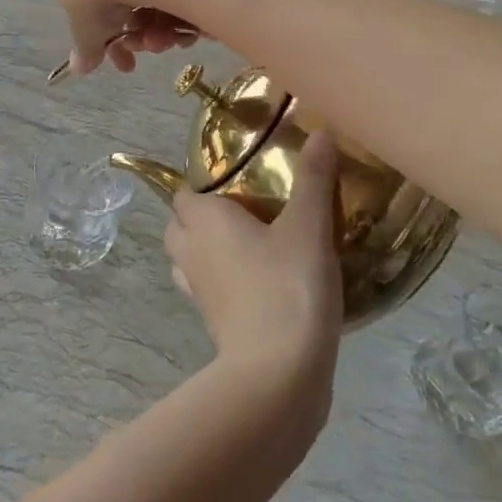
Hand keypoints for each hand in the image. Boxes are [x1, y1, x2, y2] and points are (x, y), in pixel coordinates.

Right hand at [48, 0, 218, 75]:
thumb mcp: (86, 30)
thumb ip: (85, 49)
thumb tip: (79, 69)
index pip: (91, 7)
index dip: (108, 39)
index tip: (124, 60)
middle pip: (125, 0)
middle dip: (138, 35)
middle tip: (149, 50)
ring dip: (159, 27)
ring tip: (167, 40)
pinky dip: (179, 5)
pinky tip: (186, 24)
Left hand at [166, 133, 343, 371]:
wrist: (279, 371)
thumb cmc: (288, 285)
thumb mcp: (309, 227)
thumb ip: (314, 179)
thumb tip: (321, 130)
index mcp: (204, 219)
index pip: (184, 193)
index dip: (204, 187)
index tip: (239, 184)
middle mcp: (190, 250)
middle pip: (179, 225)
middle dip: (201, 217)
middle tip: (246, 214)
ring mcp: (196, 290)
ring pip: (187, 259)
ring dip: (207, 251)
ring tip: (250, 246)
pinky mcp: (211, 321)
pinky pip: (206, 289)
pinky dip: (221, 283)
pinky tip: (258, 283)